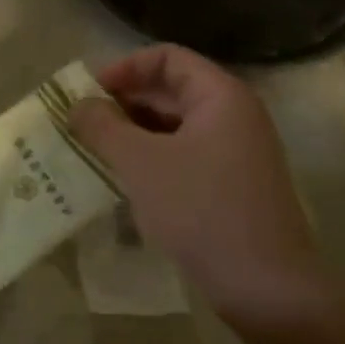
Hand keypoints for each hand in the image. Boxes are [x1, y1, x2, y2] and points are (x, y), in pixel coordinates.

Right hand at [70, 46, 326, 327]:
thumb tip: (79, 105)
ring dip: (135, 131)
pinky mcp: (233, 184)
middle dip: (124, 101)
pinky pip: (185, 154)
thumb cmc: (201, 210)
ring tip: (96, 150)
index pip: (166, 57)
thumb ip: (104, 127)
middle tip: (82, 123)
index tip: (88, 94)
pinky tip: (125, 179)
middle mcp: (234, 114)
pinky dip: (153, 157)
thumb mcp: (141, 163)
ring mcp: (237, 151)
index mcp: (221, 95)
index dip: (124, 68)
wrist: (265, 286)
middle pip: (172, 89)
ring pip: (176, 125)